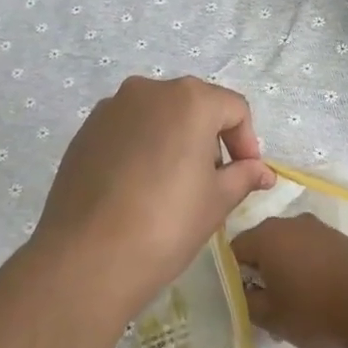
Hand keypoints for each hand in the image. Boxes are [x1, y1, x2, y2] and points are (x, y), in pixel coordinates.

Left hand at [35, 76, 273, 314]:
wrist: (87, 257)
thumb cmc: (167, 224)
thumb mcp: (217, 201)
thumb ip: (243, 176)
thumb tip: (262, 171)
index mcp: (190, 99)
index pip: (234, 109)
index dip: (247, 142)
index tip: (246, 176)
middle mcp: (149, 90)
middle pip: (194, 106)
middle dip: (210, 139)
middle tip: (212, 182)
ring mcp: (112, 108)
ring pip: (158, 116)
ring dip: (175, 141)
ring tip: (173, 187)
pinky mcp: (86, 131)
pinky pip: (127, 130)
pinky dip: (142, 148)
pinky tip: (138, 188)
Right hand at [229, 214, 347, 347]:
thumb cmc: (314, 309)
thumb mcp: (270, 317)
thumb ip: (246, 302)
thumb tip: (243, 292)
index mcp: (266, 236)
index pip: (234, 251)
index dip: (233, 276)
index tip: (241, 300)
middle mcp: (288, 222)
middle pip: (262, 244)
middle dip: (260, 272)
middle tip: (265, 304)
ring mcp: (316, 227)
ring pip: (288, 247)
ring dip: (285, 269)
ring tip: (294, 302)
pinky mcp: (338, 237)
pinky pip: (310, 249)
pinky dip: (307, 267)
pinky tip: (317, 293)